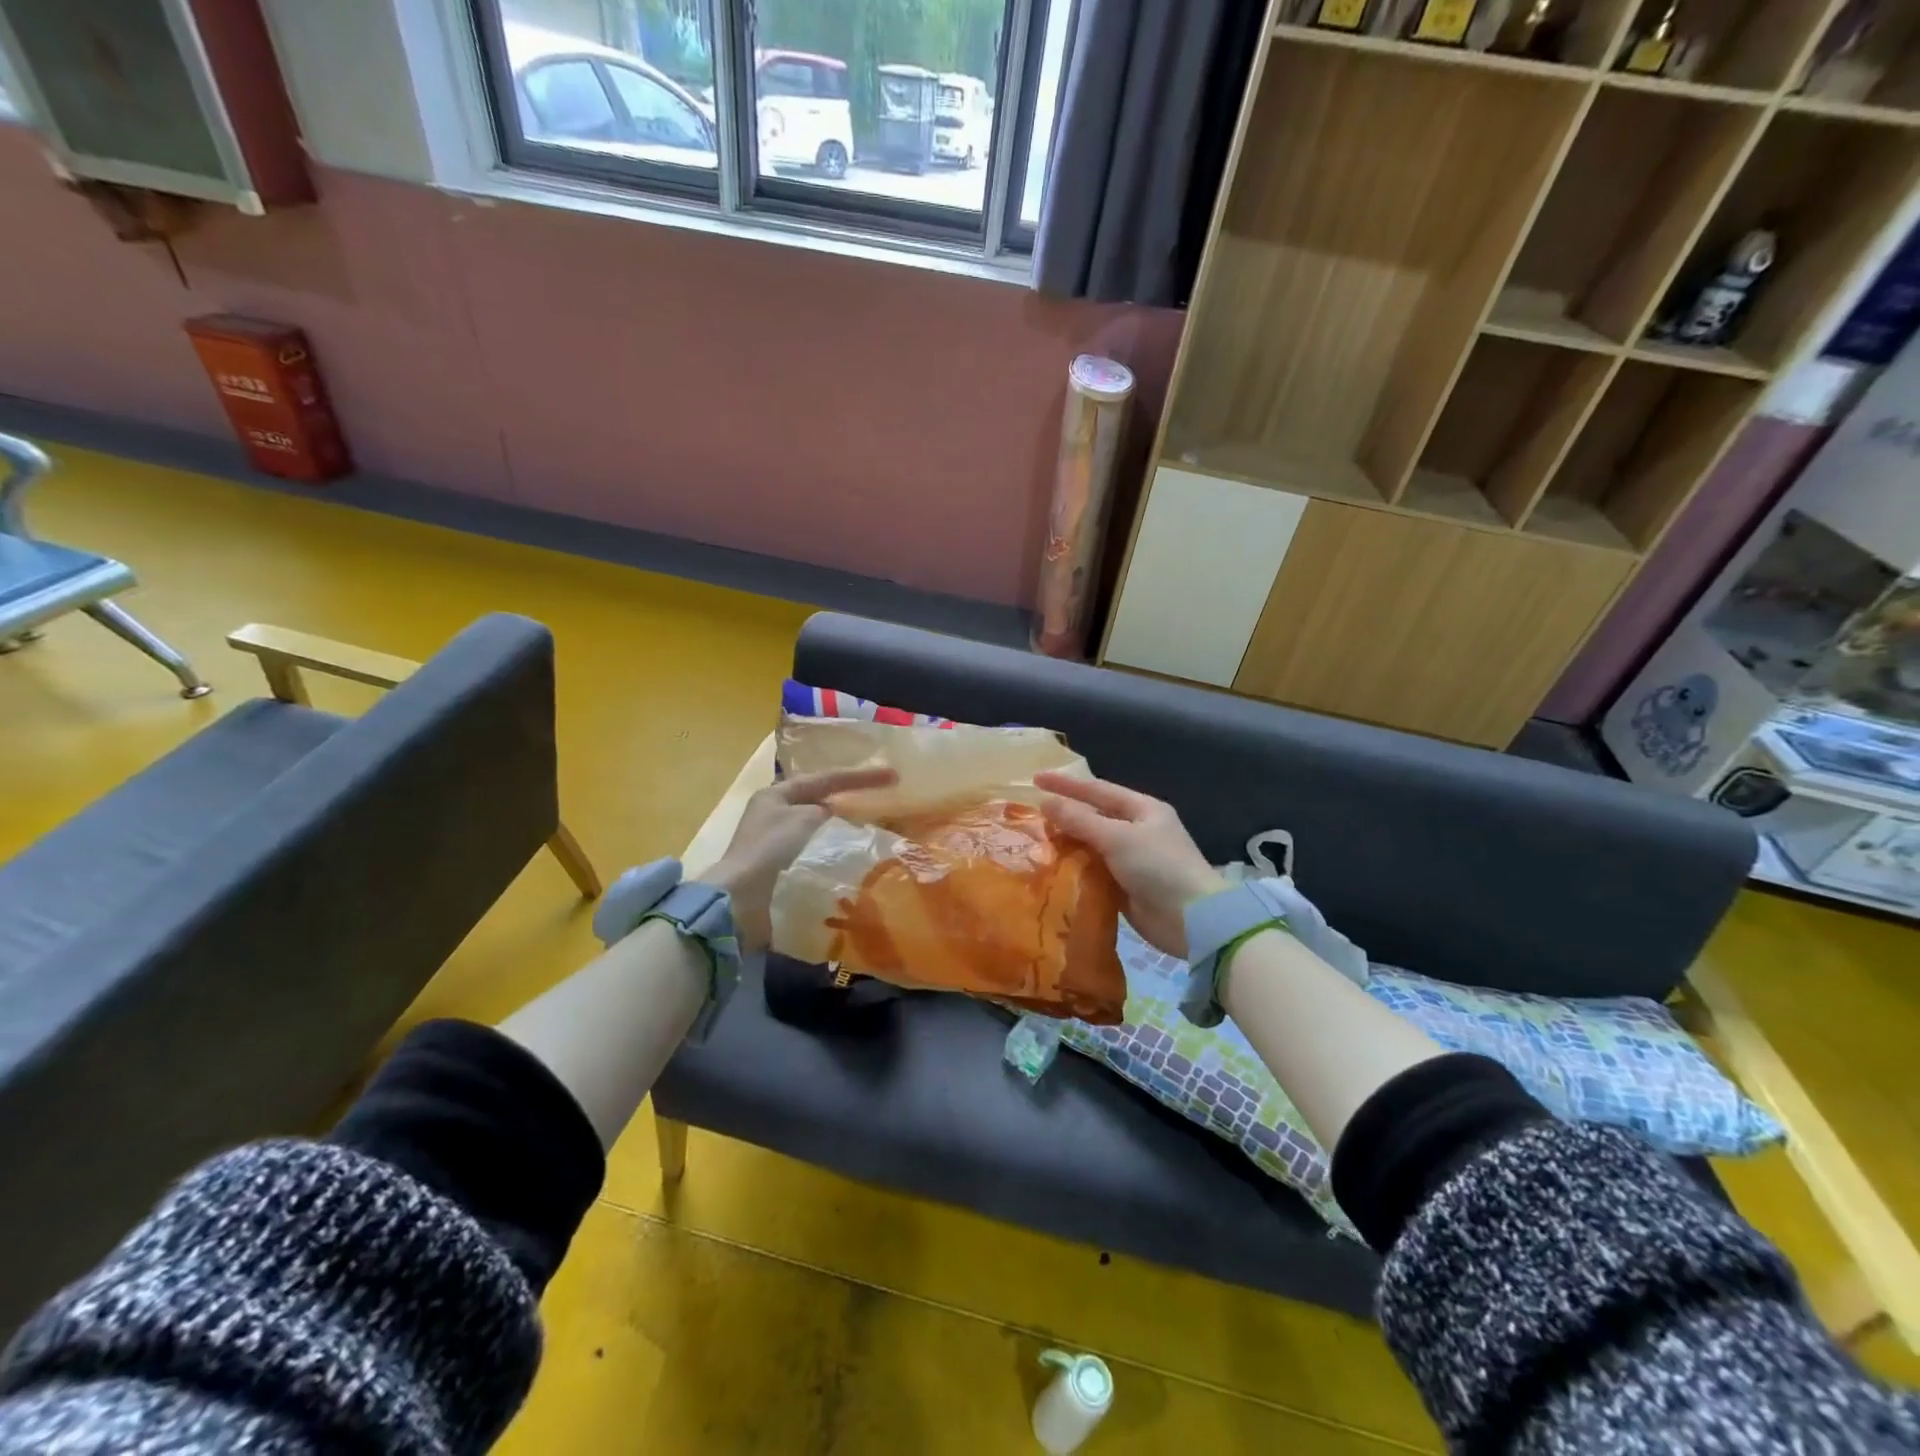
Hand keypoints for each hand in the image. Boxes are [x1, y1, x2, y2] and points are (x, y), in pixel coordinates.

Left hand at [703, 766, 897, 950]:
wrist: (742, 900)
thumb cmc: (772, 849)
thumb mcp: (805, 819)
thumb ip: (825, 811)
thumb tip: (834, 813)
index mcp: (777, 794)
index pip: (826, 778)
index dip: (861, 776)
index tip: (893, 775)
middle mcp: (775, 812)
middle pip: (820, 799)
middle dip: (851, 798)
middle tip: (884, 797)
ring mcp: (776, 841)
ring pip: (819, 825)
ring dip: (844, 825)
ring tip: (875, 826)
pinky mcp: (781, 867)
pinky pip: (816, 849)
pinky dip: (835, 848)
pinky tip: (853, 854)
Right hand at [1035, 772, 1226, 958]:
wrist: (1191, 921)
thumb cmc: (1158, 867)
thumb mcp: (1117, 837)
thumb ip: (1079, 820)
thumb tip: (1045, 803)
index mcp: (1143, 809)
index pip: (1097, 790)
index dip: (1066, 784)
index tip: (1035, 779)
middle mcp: (1137, 830)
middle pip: (1094, 817)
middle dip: (1064, 815)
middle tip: (1029, 815)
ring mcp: (1132, 859)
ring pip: (1091, 845)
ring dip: (1067, 844)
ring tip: (1034, 841)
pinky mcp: (1125, 886)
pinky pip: (1094, 871)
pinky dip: (1075, 869)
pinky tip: (1051, 869)